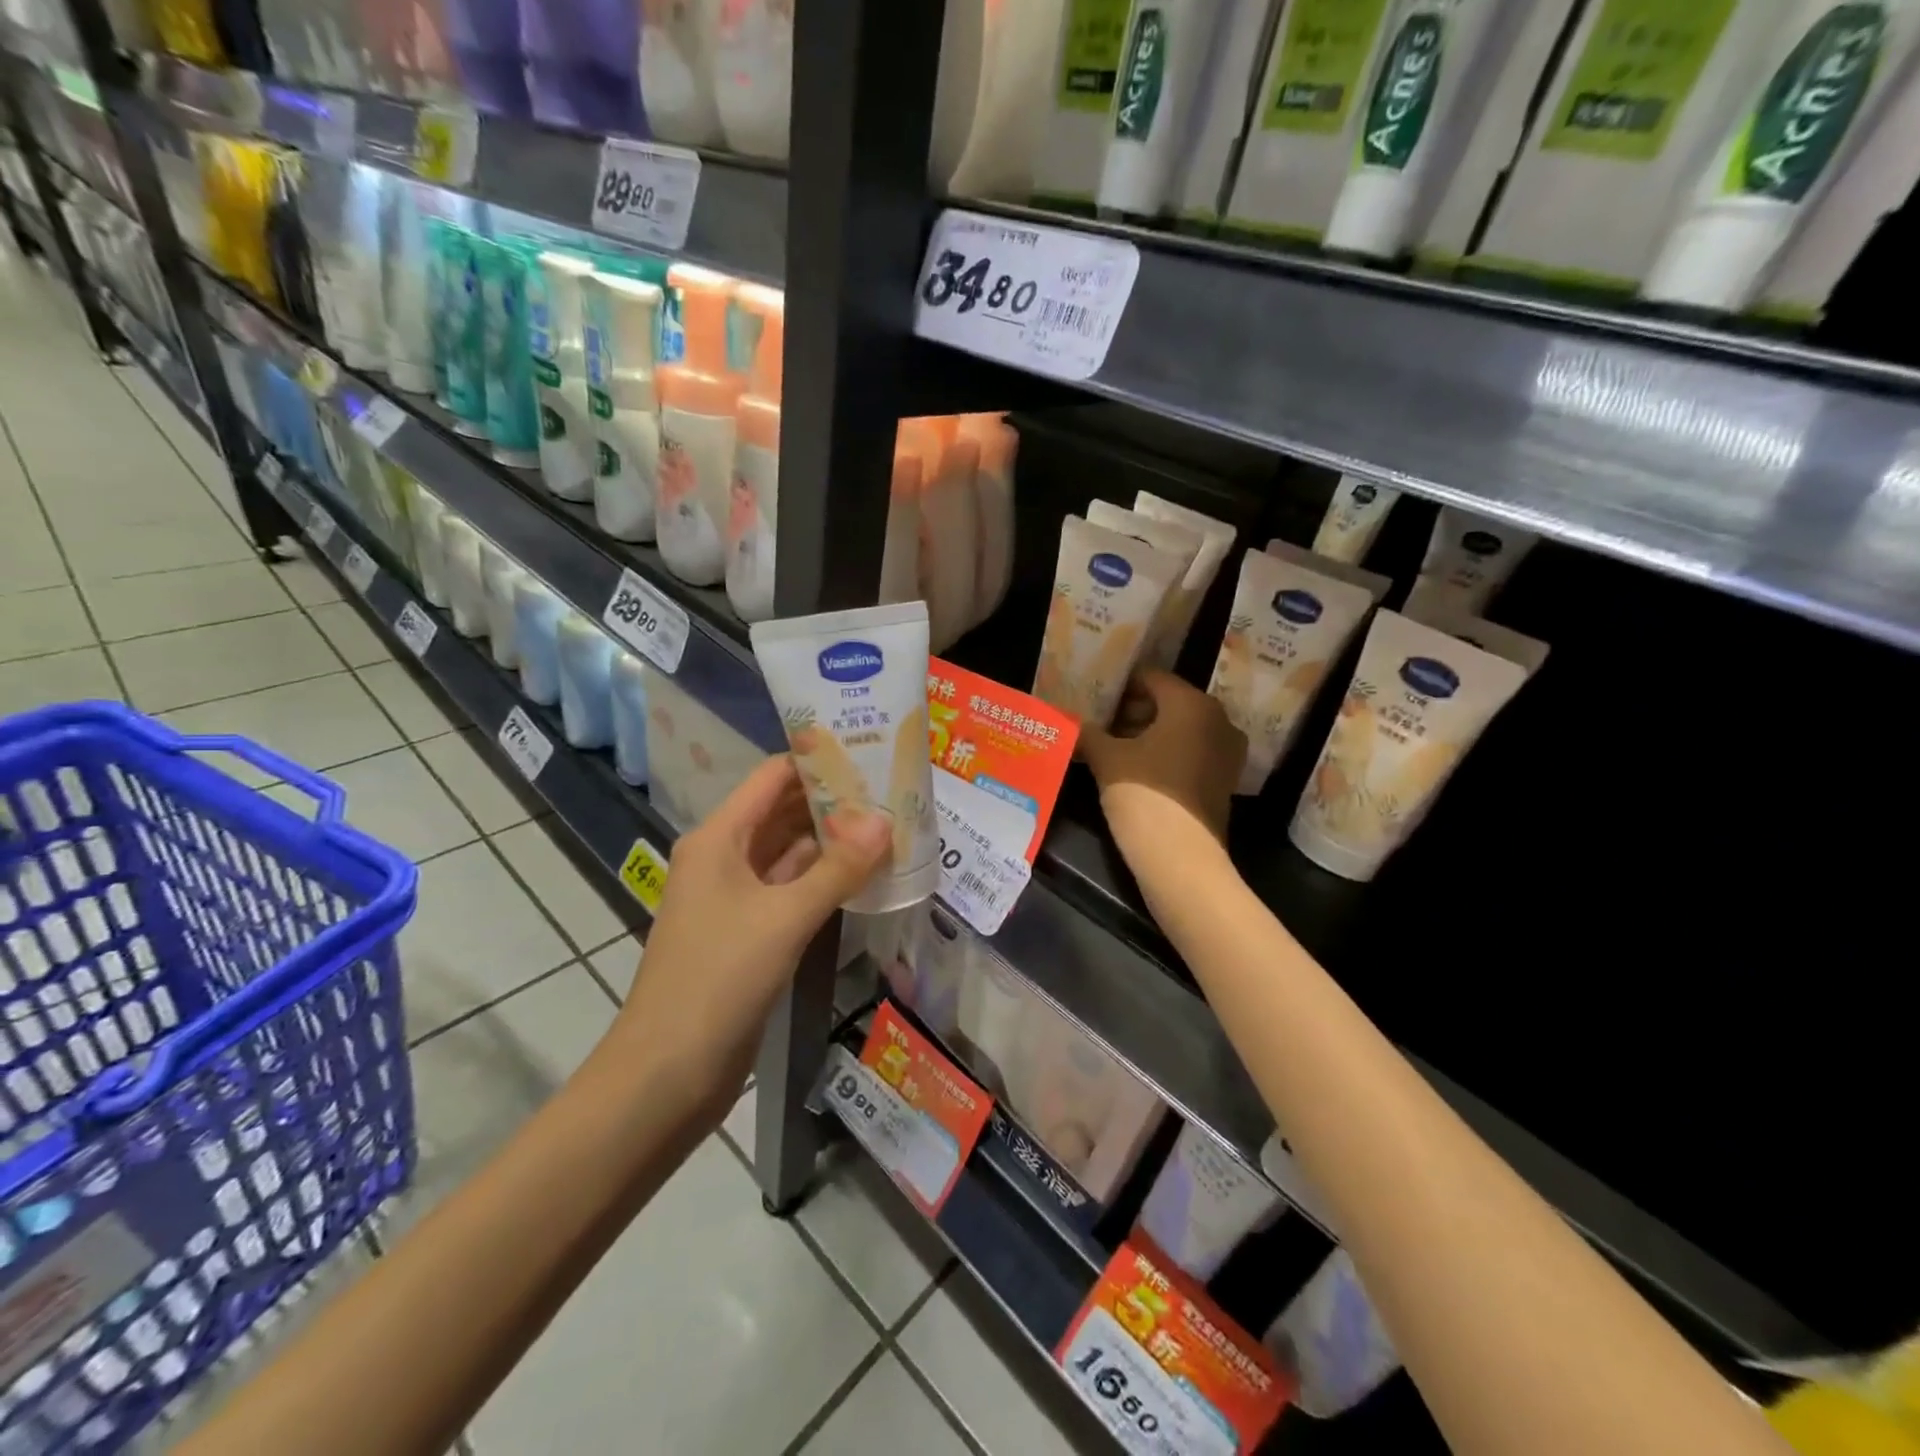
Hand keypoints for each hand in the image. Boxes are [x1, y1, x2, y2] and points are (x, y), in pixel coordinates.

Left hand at [613, 756, 890, 1115]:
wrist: (668, 1072)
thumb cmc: (718, 979)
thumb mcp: (784, 917)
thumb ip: (838, 868)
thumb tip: (886, 819)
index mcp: (719, 838)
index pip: (773, 777)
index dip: (818, 760)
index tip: (870, 750)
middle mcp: (725, 857)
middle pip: (783, 812)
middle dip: (834, 800)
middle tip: (893, 788)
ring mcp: (736, 896)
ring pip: (790, 853)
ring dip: (834, 841)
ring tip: (890, 823)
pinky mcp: (749, 931)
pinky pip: (791, 889)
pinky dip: (825, 879)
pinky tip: (866, 873)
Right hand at [1080, 670, 1244, 845]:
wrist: (1181, 859)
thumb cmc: (1144, 795)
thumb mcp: (1106, 759)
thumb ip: (1088, 733)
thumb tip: (1072, 723)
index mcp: (1192, 704)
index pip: (1151, 678)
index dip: (1119, 686)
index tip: (1093, 698)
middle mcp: (1217, 719)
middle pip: (1168, 702)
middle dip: (1133, 711)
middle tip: (1099, 724)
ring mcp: (1226, 752)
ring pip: (1180, 729)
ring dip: (1148, 734)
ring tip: (1112, 748)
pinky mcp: (1223, 780)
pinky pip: (1190, 753)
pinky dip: (1165, 755)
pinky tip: (1134, 769)